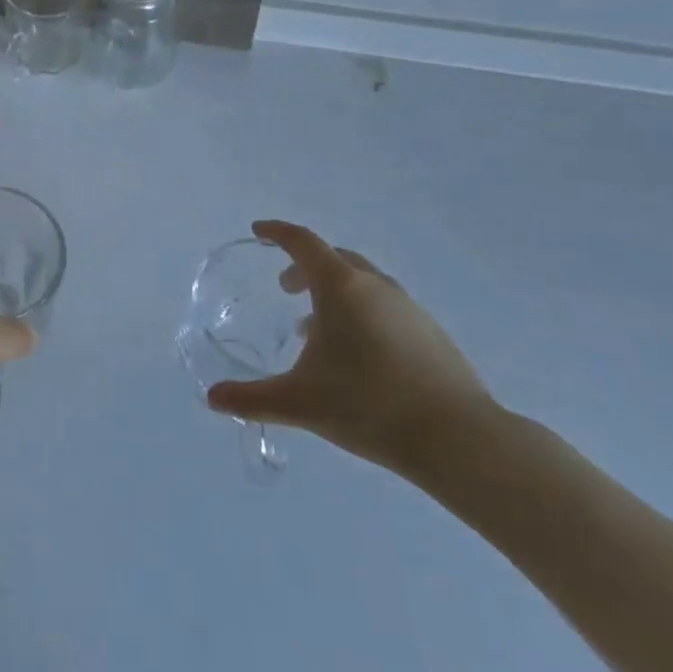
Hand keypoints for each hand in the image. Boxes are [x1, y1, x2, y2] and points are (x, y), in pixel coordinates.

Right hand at [206, 220, 494, 476]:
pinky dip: (361, 312)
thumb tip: (213, 398)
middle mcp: (375, 286)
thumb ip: (252, 398)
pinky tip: (358, 355)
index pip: (302, 243)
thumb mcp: (300, 402)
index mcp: (341, 287)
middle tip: (285, 288)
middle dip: (304, 266)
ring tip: (317, 328)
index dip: (277, 233)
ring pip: (363, 283)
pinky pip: (385, 306)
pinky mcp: (431, 333)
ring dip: (334, 293)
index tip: (258, 231)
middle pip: (334, 258)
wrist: (460, 439)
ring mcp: (409, 308)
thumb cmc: (369, 406)